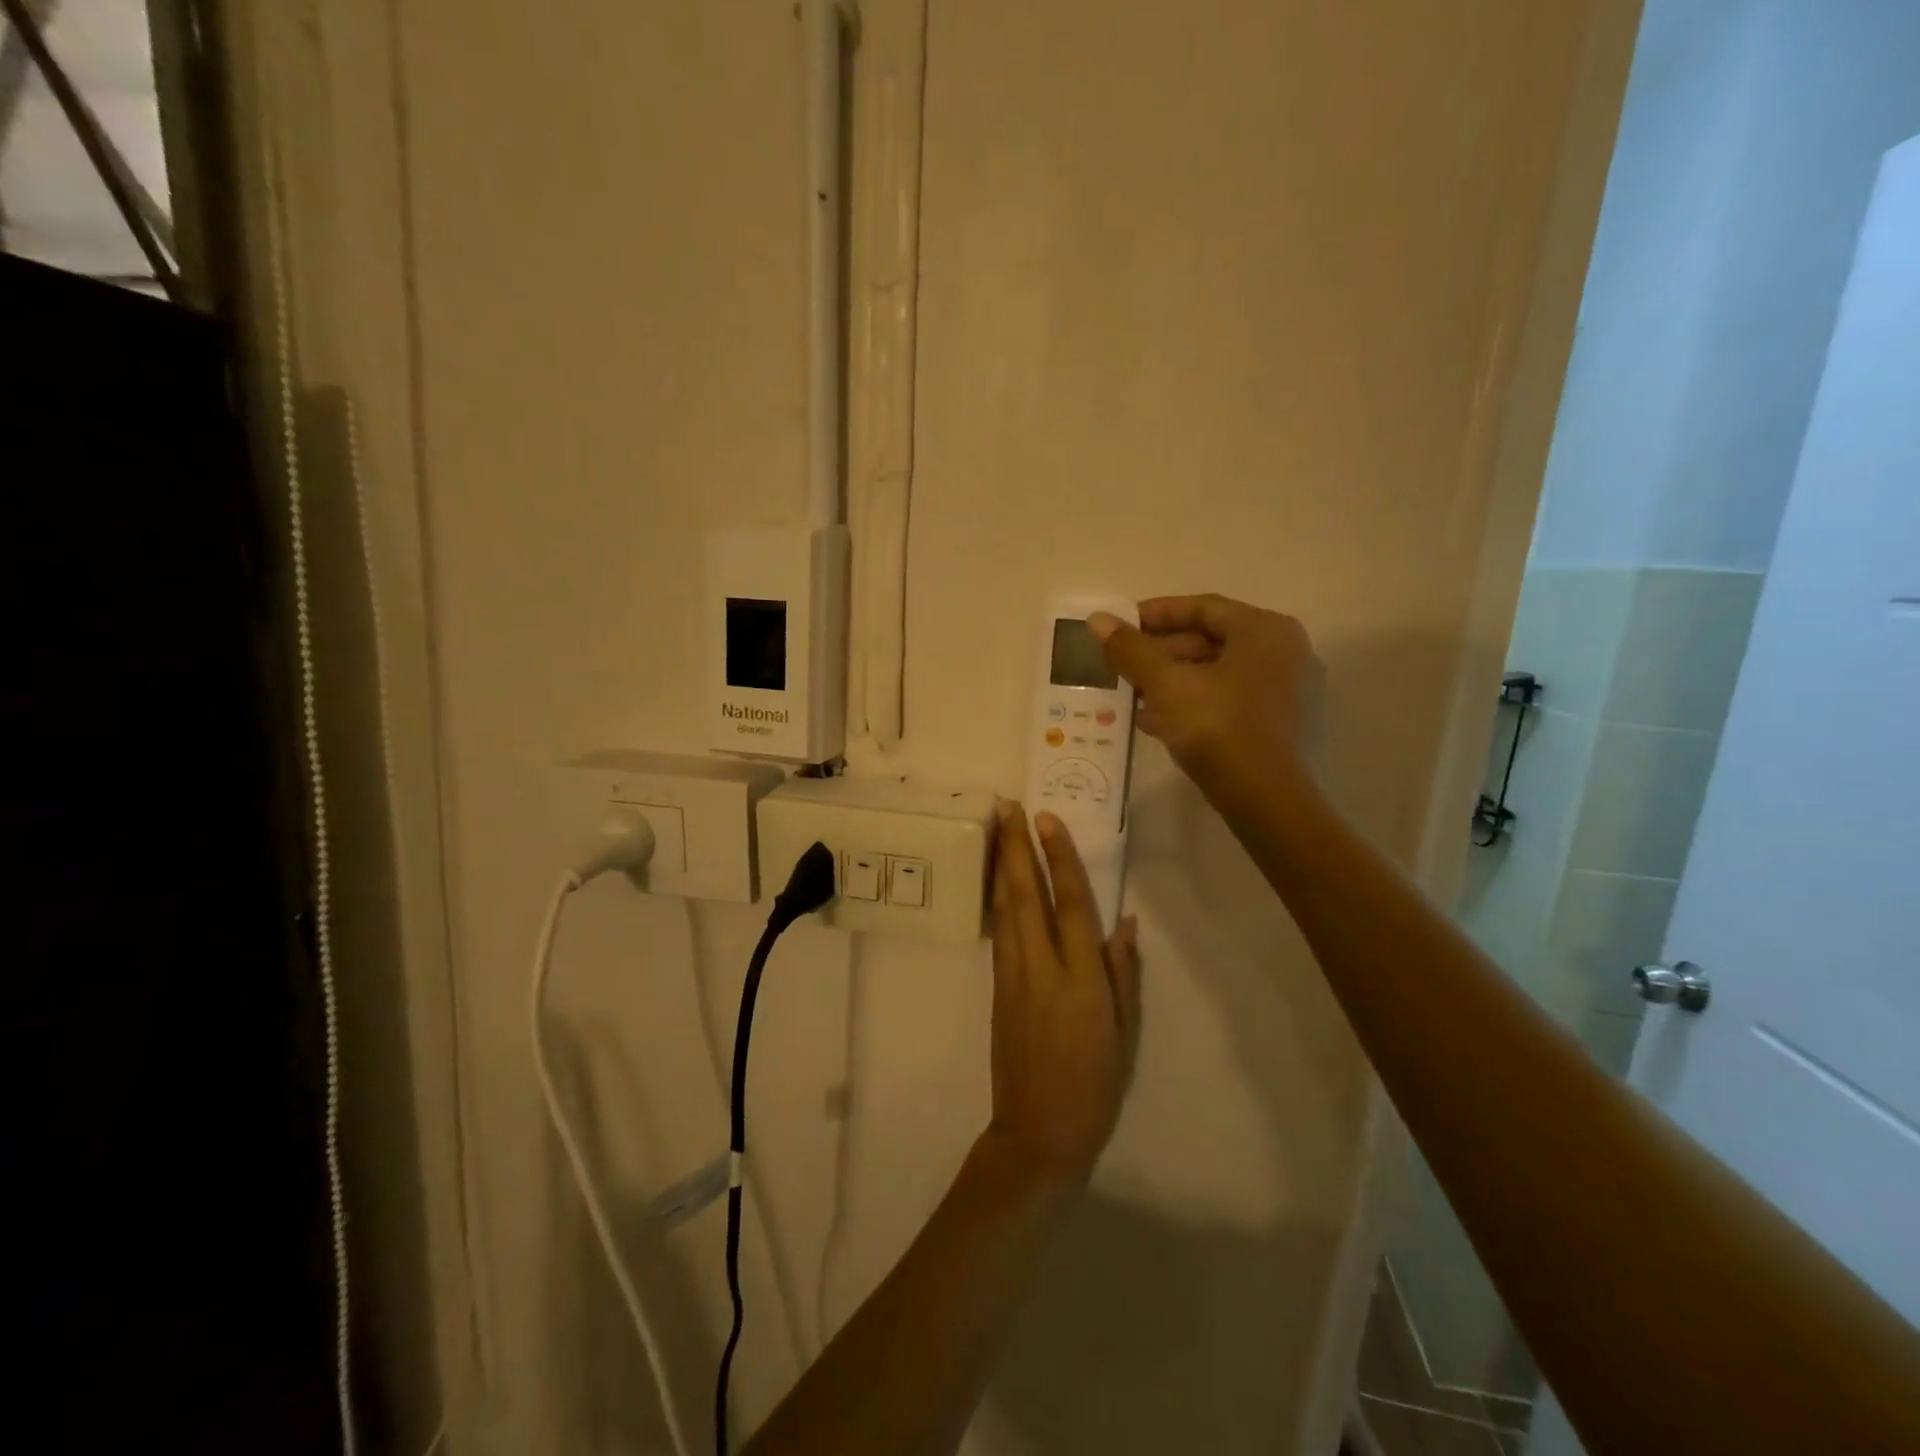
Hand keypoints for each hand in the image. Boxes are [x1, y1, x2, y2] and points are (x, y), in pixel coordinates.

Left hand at [984, 802, 1141, 1186]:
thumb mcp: (1125, 1034)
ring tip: (998, 827)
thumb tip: (1125, 922)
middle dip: (1016, 847)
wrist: (1037, 1132)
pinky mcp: (996, 987)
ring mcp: (1012, 976)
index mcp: (1080, 981)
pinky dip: (997, 897)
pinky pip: (998, 931)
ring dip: (1002, 863)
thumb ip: (1123, 974)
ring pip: (1004, 908)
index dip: (1060, 859)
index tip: (1048, 820)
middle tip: (1008, 805)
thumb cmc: (1094, 1085)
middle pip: (1026, 895)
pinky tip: (998, 878)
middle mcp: (1041, 969)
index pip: (1071, 905)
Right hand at [1089, 594, 1324, 801]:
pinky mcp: (1283, 726)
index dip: (1156, 613)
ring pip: (1219, 674)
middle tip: (1123, 663)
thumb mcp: (1166, 685)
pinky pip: (1231, 700)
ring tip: (1132, 693)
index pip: (1203, 607)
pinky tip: (1157, 721)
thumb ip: (1131, 649)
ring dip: (1174, 680)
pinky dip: (1194, 702)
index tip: (1121, 625)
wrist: (1268, 801)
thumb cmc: (1218, 728)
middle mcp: (1286, 652)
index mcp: (1265, 630)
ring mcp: (1290, 691)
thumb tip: (1097, 618)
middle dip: (1162, 652)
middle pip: (1212, 640)